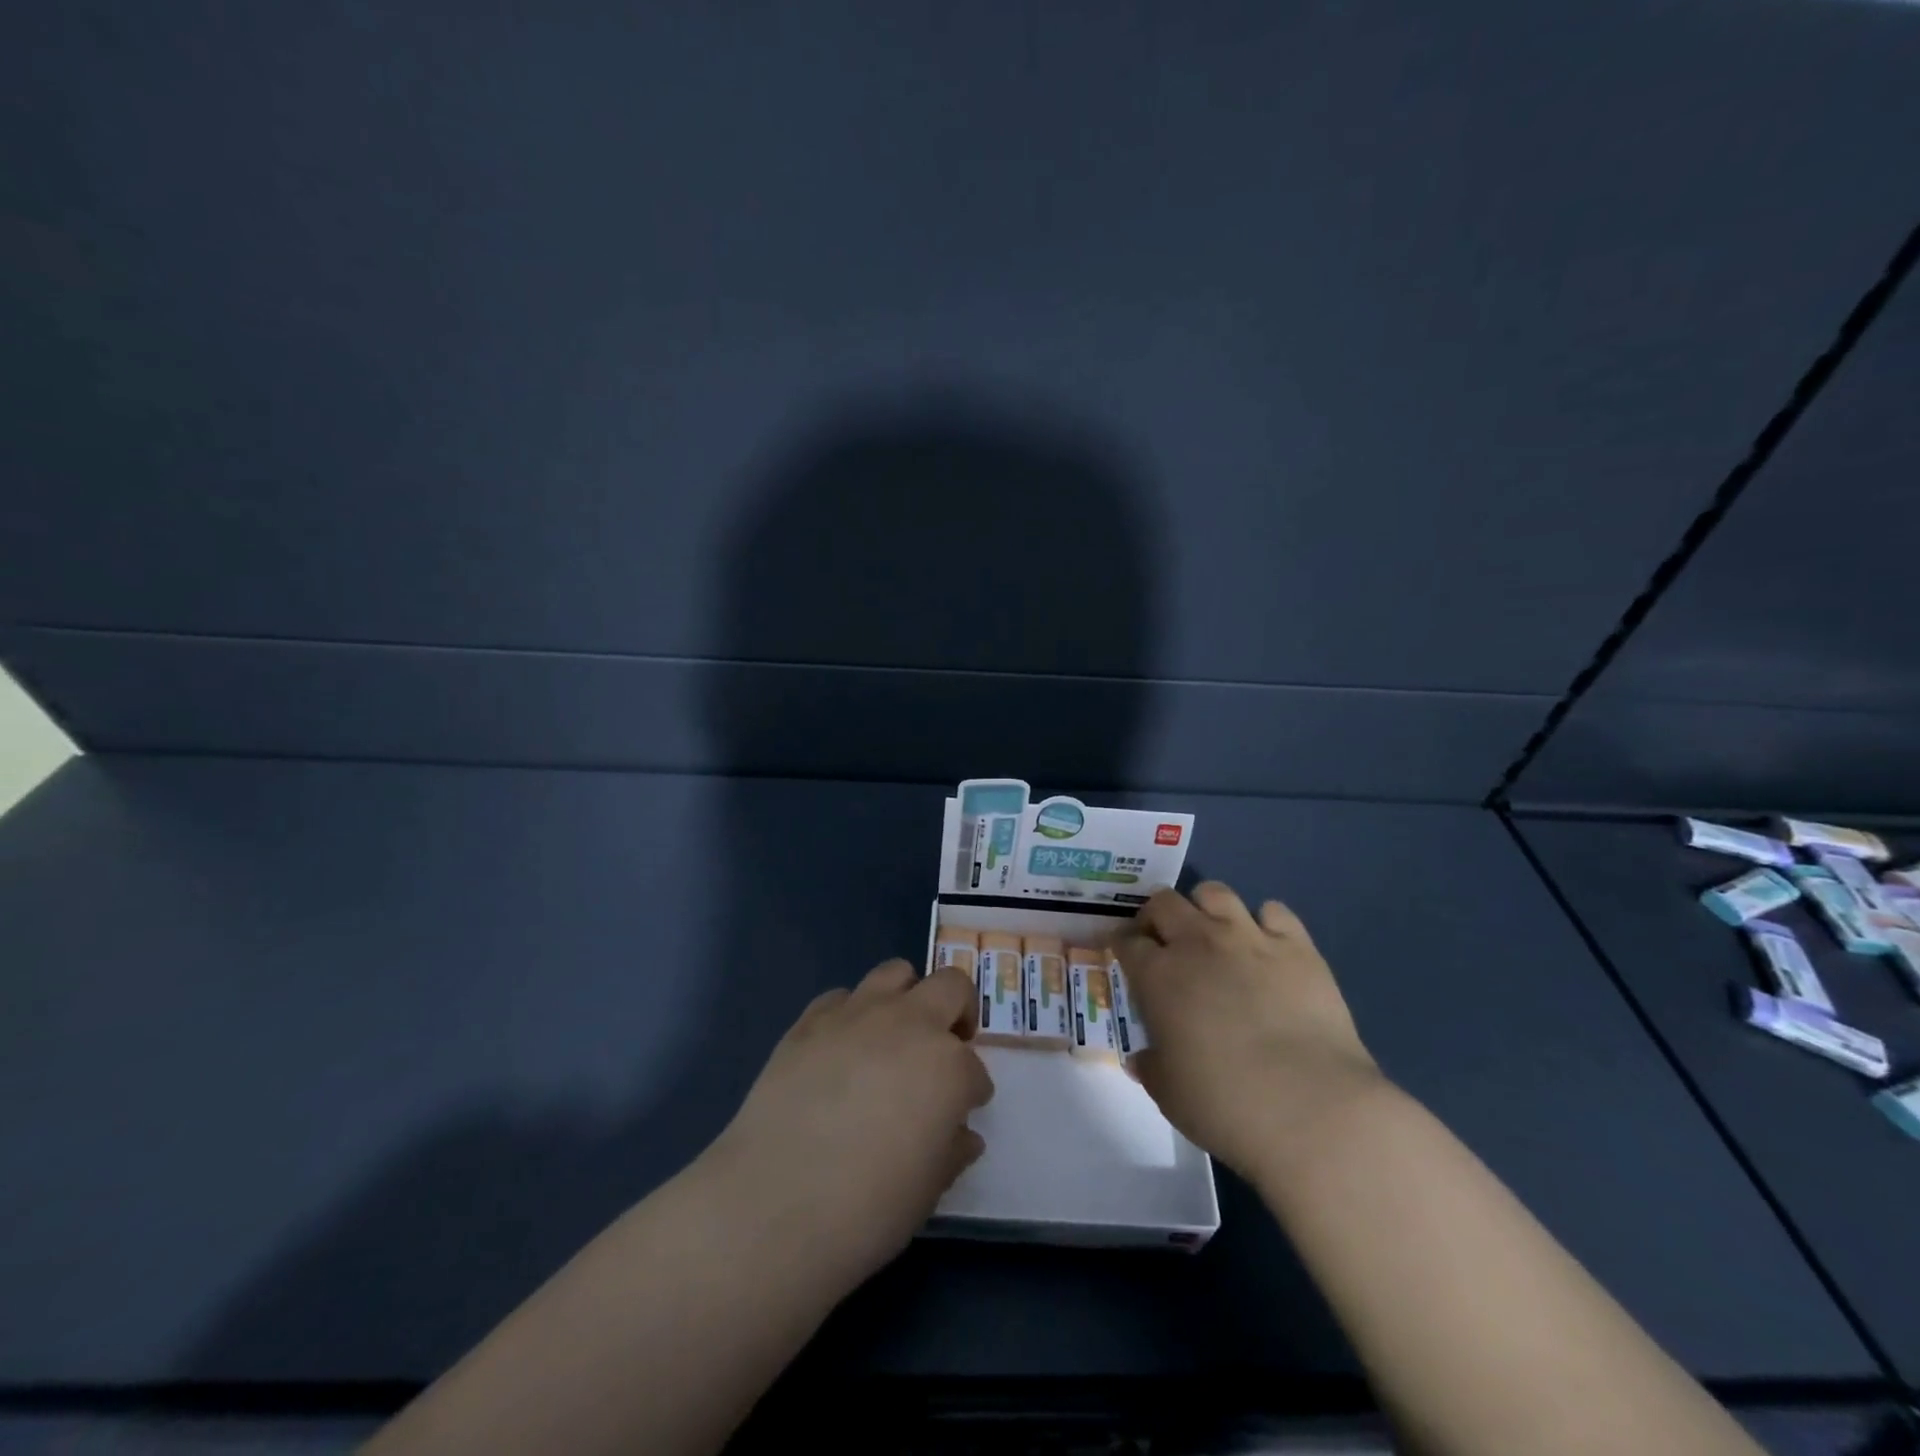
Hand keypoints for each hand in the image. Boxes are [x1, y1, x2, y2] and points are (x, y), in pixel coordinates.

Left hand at [700, 959, 992, 1284]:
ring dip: (906, 997)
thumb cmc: (867, 1208)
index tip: (961, 1111)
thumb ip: (951, 1150)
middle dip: (958, 1012)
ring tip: (895, 1034)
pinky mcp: (811, 1019)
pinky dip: (851, 1014)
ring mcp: (858, 1014)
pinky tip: (841, 1049)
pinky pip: (841, 997)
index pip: (975, 1068)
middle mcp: (910, 1024)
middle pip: (951, 986)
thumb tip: (960, 1134)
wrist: (774, 1203)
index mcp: (949, 1066)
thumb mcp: (928, 1190)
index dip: (971, 1091)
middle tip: (946, 1046)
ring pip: (896, 972)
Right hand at [1115, 883, 1383, 1182]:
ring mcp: (1249, 938)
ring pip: (1215, 892)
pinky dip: (1265, 922)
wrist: (1312, 1109)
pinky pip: (1274, 910)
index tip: (1126, 957)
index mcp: (1158, 975)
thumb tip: (1141, 1058)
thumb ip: (1150, 1066)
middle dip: (1157, 917)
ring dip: (1205, 908)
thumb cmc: (1225, 1105)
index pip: (1127, 940)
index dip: (1122, 945)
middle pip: (1164, 902)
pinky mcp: (1297, 946)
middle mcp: (1197, 943)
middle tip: (1164, 942)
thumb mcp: (1168, 1093)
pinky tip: (1267, 946)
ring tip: (1213, 934)